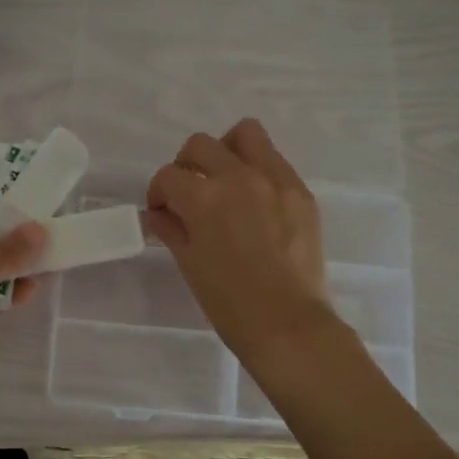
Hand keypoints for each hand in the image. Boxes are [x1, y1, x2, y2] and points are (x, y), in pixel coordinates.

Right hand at [144, 118, 339, 364]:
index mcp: (205, 198)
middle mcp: (239, 177)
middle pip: (201, 144)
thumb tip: (157, 213)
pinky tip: (256, 204)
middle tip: (189, 194)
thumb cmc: (229, 303)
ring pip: (245, 134)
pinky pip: (274, 161)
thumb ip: (170, 228)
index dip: (158, 192)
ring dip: (226, 151)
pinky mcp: (301, 191)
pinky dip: (258, 171)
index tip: (162, 211)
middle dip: (186, 166)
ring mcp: (275, 180)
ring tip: (226, 181)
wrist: (288, 324)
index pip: (168, 175)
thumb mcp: (189, 264)